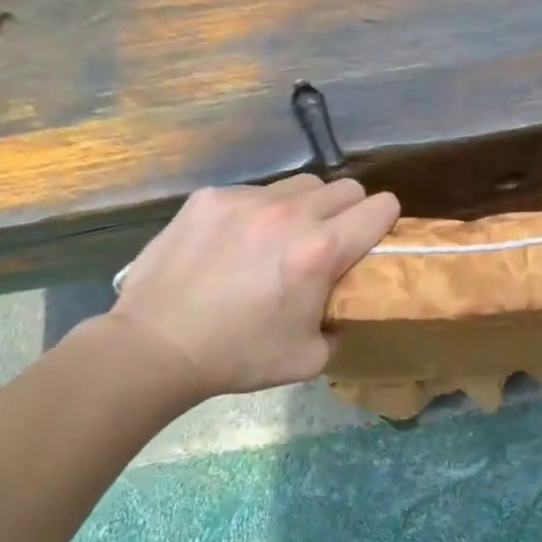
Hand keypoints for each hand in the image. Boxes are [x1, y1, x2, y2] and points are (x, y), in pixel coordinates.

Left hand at [107, 175, 399, 400]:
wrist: (155, 346)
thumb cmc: (238, 356)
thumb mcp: (309, 357)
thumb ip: (339, 324)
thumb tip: (341, 307)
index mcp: (320, 250)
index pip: (381, 207)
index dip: (386, 221)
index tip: (374, 238)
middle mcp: (289, 213)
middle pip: (346, 188)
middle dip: (348, 212)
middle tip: (329, 241)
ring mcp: (246, 199)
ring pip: (301, 184)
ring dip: (305, 207)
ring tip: (281, 237)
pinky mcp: (210, 197)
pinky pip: (255, 191)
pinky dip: (258, 211)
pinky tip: (236, 241)